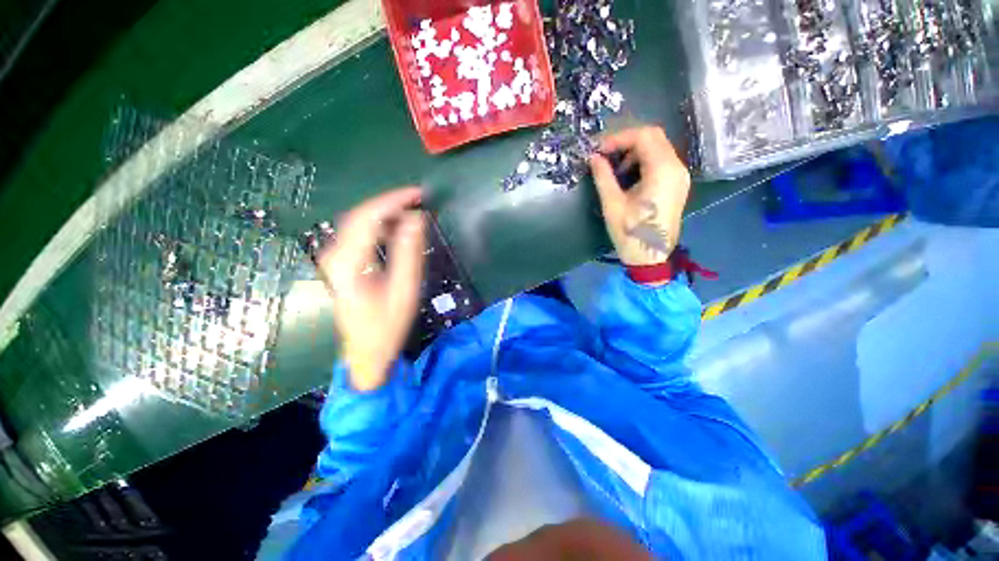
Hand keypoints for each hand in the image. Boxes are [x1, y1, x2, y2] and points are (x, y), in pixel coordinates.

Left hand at [315, 188, 424, 391]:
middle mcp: (334, 255)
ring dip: (385, 213)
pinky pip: (359, 234)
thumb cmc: (387, 326)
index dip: (393, 201)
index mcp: (348, 262)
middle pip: (360, 216)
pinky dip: (379, 226)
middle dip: (390, 203)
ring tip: (411, 211)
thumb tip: (416, 220)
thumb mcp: (404, 291)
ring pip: (358, 223)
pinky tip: (396, 229)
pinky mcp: (340, 263)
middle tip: (418, 199)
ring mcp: (334, 259)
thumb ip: (409, 254)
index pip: (368, 217)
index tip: (418, 193)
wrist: (365, 353)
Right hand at [589, 127, 690, 267]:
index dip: (618, 138)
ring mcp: (679, 177)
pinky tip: (628, 177)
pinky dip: (642, 162)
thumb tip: (593, 158)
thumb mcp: (612, 205)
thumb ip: (603, 177)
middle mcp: (676, 168)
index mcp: (663, 171)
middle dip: (626, 142)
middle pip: (654, 137)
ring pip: (658, 148)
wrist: (650, 258)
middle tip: (604, 155)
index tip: (598, 150)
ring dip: (634, 152)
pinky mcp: (676, 185)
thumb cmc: (630, 234)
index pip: (644, 136)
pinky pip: (660, 162)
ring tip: (614, 169)